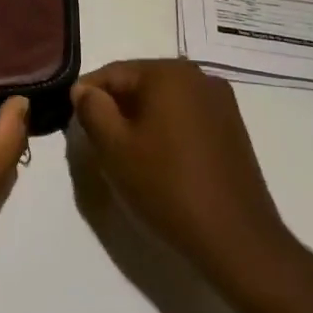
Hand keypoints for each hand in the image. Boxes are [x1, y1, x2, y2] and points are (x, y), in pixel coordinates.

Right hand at [71, 60, 299, 289]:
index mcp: (169, 72)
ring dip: (141, 122)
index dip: (87, 97)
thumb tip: (85, 90)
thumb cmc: (167, 186)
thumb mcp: (114, 147)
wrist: (236, 240)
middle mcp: (199, 76)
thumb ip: (92, 109)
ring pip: (163, 102)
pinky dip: (166, 131)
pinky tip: (161, 163)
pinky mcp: (233, 128)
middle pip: (140, 84)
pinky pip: (186, 117)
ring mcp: (221, 102)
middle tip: (100, 146)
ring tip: (129, 158)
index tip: (76, 127)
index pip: (112, 73)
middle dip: (116, 110)